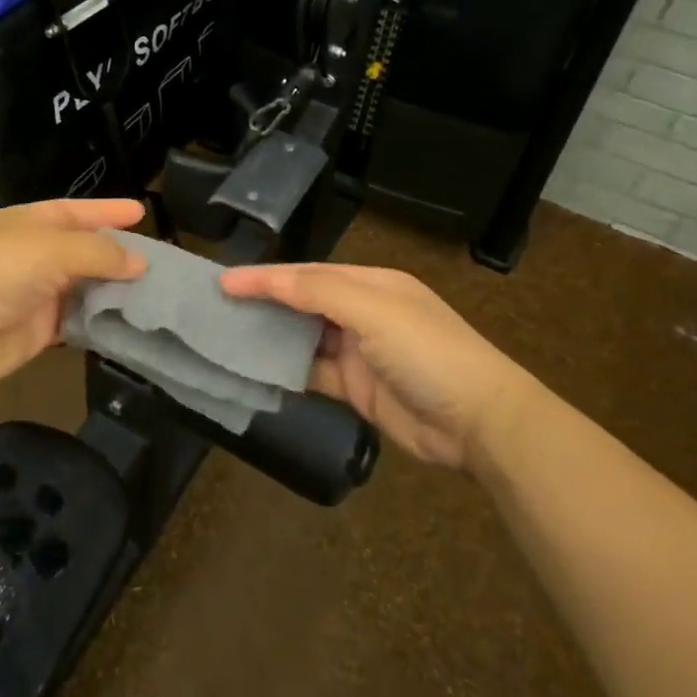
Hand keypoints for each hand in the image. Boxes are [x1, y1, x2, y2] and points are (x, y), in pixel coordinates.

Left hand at [0, 198, 146, 386]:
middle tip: (160, 261)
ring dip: (113, 291)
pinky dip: (100, 322)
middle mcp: (36, 255)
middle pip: (84, 252)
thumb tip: (140, 263)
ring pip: (84, 288)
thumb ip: (100, 254)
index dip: (108, 211)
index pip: (77, 212)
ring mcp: (37, 294)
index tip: (141, 212)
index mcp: (32, 223)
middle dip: (117, 255)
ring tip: (156, 294)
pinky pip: (77, 323)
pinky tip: (129, 322)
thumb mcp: (54, 248)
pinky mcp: (39, 331)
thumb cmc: (0, 269)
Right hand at [219, 263, 538, 471]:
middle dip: (264, 302)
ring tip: (226, 335)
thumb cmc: (428, 353)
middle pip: (302, 302)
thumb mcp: (375, 311)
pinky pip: (312, 373)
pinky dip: (286, 371)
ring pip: (303, 338)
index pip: (307, 274)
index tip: (223, 282)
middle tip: (217, 307)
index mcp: (371, 284)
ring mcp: (359, 352)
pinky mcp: (356, 388)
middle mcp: (362, 313)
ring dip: (271, 336)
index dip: (265, 276)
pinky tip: (257, 370)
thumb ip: (319, 291)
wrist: (479, 422)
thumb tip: (268, 279)